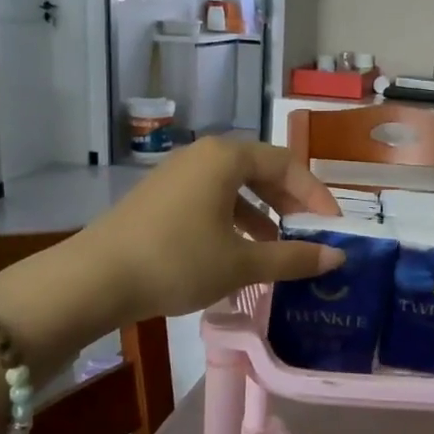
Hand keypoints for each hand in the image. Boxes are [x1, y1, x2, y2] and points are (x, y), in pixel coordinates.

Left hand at [73, 137, 343, 321]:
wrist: (95, 278)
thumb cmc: (178, 261)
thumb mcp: (242, 263)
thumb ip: (293, 258)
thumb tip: (337, 257)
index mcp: (226, 157)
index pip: (288, 164)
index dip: (316, 196)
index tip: (334, 229)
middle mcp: (203, 155)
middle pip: (261, 171)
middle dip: (290, 204)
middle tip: (310, 237)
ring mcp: (177, 174)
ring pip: (235, 187)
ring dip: (263, 215)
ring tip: (279, 248)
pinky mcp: (161, 197)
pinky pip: (211, 199)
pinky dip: (234, 220)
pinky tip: (239, 252)